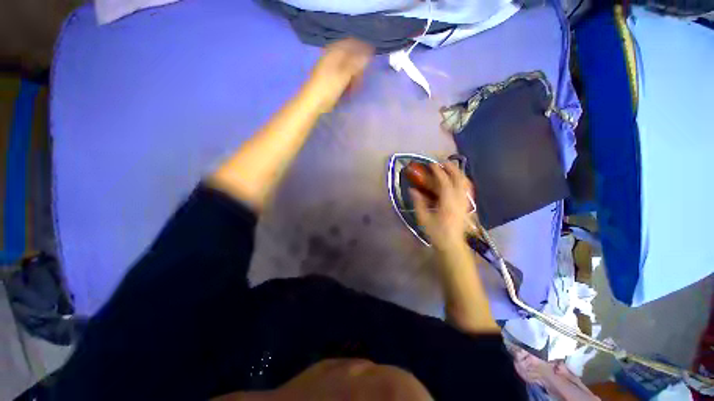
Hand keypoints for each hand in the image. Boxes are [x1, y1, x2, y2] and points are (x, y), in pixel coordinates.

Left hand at [305, 38, 373, 112]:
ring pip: (345, 69)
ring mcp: (328, 70)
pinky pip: (341, 78)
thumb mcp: (343, 75)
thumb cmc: (328, 88)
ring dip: (353, 76)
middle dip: (357, 66)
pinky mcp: (328, 80)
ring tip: (356, 87)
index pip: (350, 43)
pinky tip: (349, 90)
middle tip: (362, 77)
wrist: (312, 103)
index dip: (362, 47)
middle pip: (348, 57)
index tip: (372, 55)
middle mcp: (330, 58)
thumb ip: (355, 64)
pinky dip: (347, 82)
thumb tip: (368, 54)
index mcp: (333, 53)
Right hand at [411, 162, 473, 250]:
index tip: (432, 165)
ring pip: (466, 183)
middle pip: (459, 179)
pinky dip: (464, 182)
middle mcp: (459, 200)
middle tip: (444, 162)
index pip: (444, 183)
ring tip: (452, 168)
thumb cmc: (437, 233)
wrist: (452, 245)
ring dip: (459, 173)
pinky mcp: (468, 206)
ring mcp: (465, 203)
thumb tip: (412, 190)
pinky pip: (468, 190)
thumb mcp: (424, 219)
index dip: (438, 172)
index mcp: (447, 203)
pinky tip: (459, 180)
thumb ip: (418, 203)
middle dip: (452, 168)